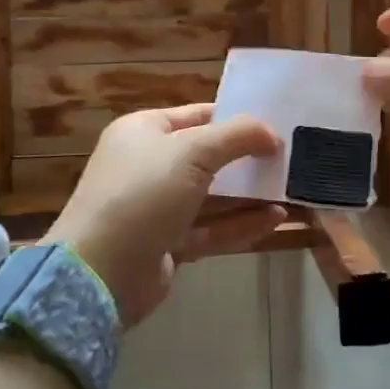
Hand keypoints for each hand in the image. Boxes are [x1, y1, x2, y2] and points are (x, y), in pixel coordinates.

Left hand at [44, 103, 284, 325]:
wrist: (99, 272)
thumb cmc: (143, 193)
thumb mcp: (192, 151)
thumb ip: (237, 136)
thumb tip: (272, 134)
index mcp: (144, 131)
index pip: (198, 115)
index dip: (236, 118)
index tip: (276, 125)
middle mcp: (148, 165)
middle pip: (207, 156)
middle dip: (247, 158)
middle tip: (289, 158)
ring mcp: (156, 208)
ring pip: (212, 196)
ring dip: (249, 194)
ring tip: (290, 190)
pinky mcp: (167, 244)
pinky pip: (211, 229)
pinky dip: (241, 224)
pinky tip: (276, 220)